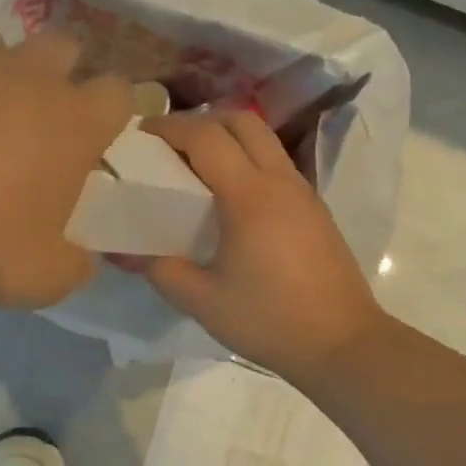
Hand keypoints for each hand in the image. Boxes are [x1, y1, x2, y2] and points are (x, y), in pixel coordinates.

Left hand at [0, 28, 131, 307]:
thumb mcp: (42, 278)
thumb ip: (75, 262)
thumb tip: (80, 255)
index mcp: (71, 122)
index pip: (118, 92)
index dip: (109, 112)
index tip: (90, 138)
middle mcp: (26, 75)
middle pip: (63, 46)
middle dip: (56, 73)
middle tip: (31, 119)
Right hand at [132, 113, 385, 383]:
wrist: (341, 344)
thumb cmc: (269, 320)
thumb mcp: (202, 301)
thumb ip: (160, 269)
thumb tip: (124, 252)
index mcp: (250, 196)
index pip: (206, 137)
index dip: (170, 127)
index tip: (141, 134)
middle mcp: (280, 181)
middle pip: (242, 122)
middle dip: (202, 121)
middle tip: (171, 145)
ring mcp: (304, 193)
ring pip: (264, 141)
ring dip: (229, 139)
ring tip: (197, 168)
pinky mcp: (316, 210)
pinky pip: (277, 165)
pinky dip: (249, 161)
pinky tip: (231, 199)